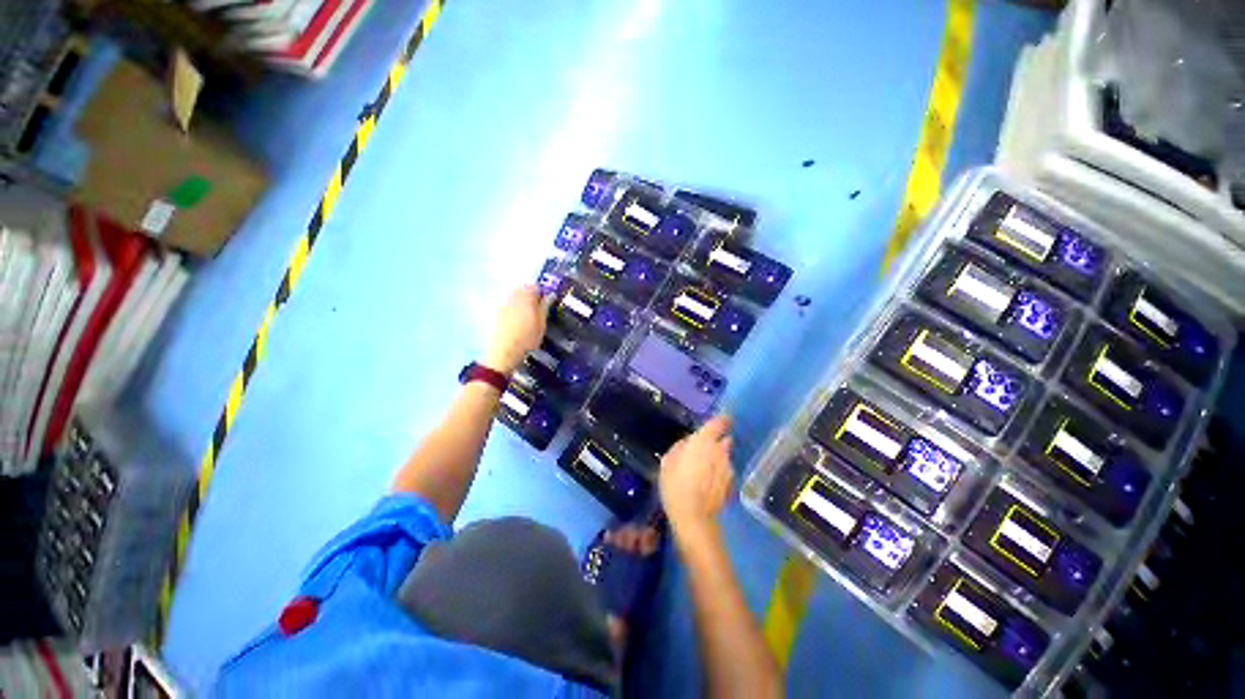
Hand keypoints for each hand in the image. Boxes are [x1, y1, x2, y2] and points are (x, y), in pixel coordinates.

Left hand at [484, 284, 549, 373]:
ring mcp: (502, 304)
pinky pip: (508, 303)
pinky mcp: (496, 313)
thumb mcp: (541, 324)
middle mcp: (512, 297)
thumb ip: (545, 307)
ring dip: (522, 300)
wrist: (503, 353)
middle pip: (522, 288)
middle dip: (531, 294)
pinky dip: (514, 307)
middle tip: (538, 308)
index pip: (534, 285)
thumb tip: (550, 295)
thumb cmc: (527, 339)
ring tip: (528, 315)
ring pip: (514, 295)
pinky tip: (517, 320)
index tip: (546, 302)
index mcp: (525, 298)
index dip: (542, 291)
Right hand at [659, 415, 734, 543]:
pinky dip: (720, 474)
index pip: (719, 422)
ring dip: (718, 459)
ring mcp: (728, 468)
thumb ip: (680, 447)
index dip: (721, 420)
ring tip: (705, 470)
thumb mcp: (668, 461)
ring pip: (726, 457)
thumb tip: (688, 443)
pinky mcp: (731, 484)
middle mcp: (720, 451)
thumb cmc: (675, 483)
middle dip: (718, 441)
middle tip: (705, 449)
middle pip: (725, 439)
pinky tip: (709, 484)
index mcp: (704, 441)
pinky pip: (726, 472)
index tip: (719, 420)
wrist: (693, 516)